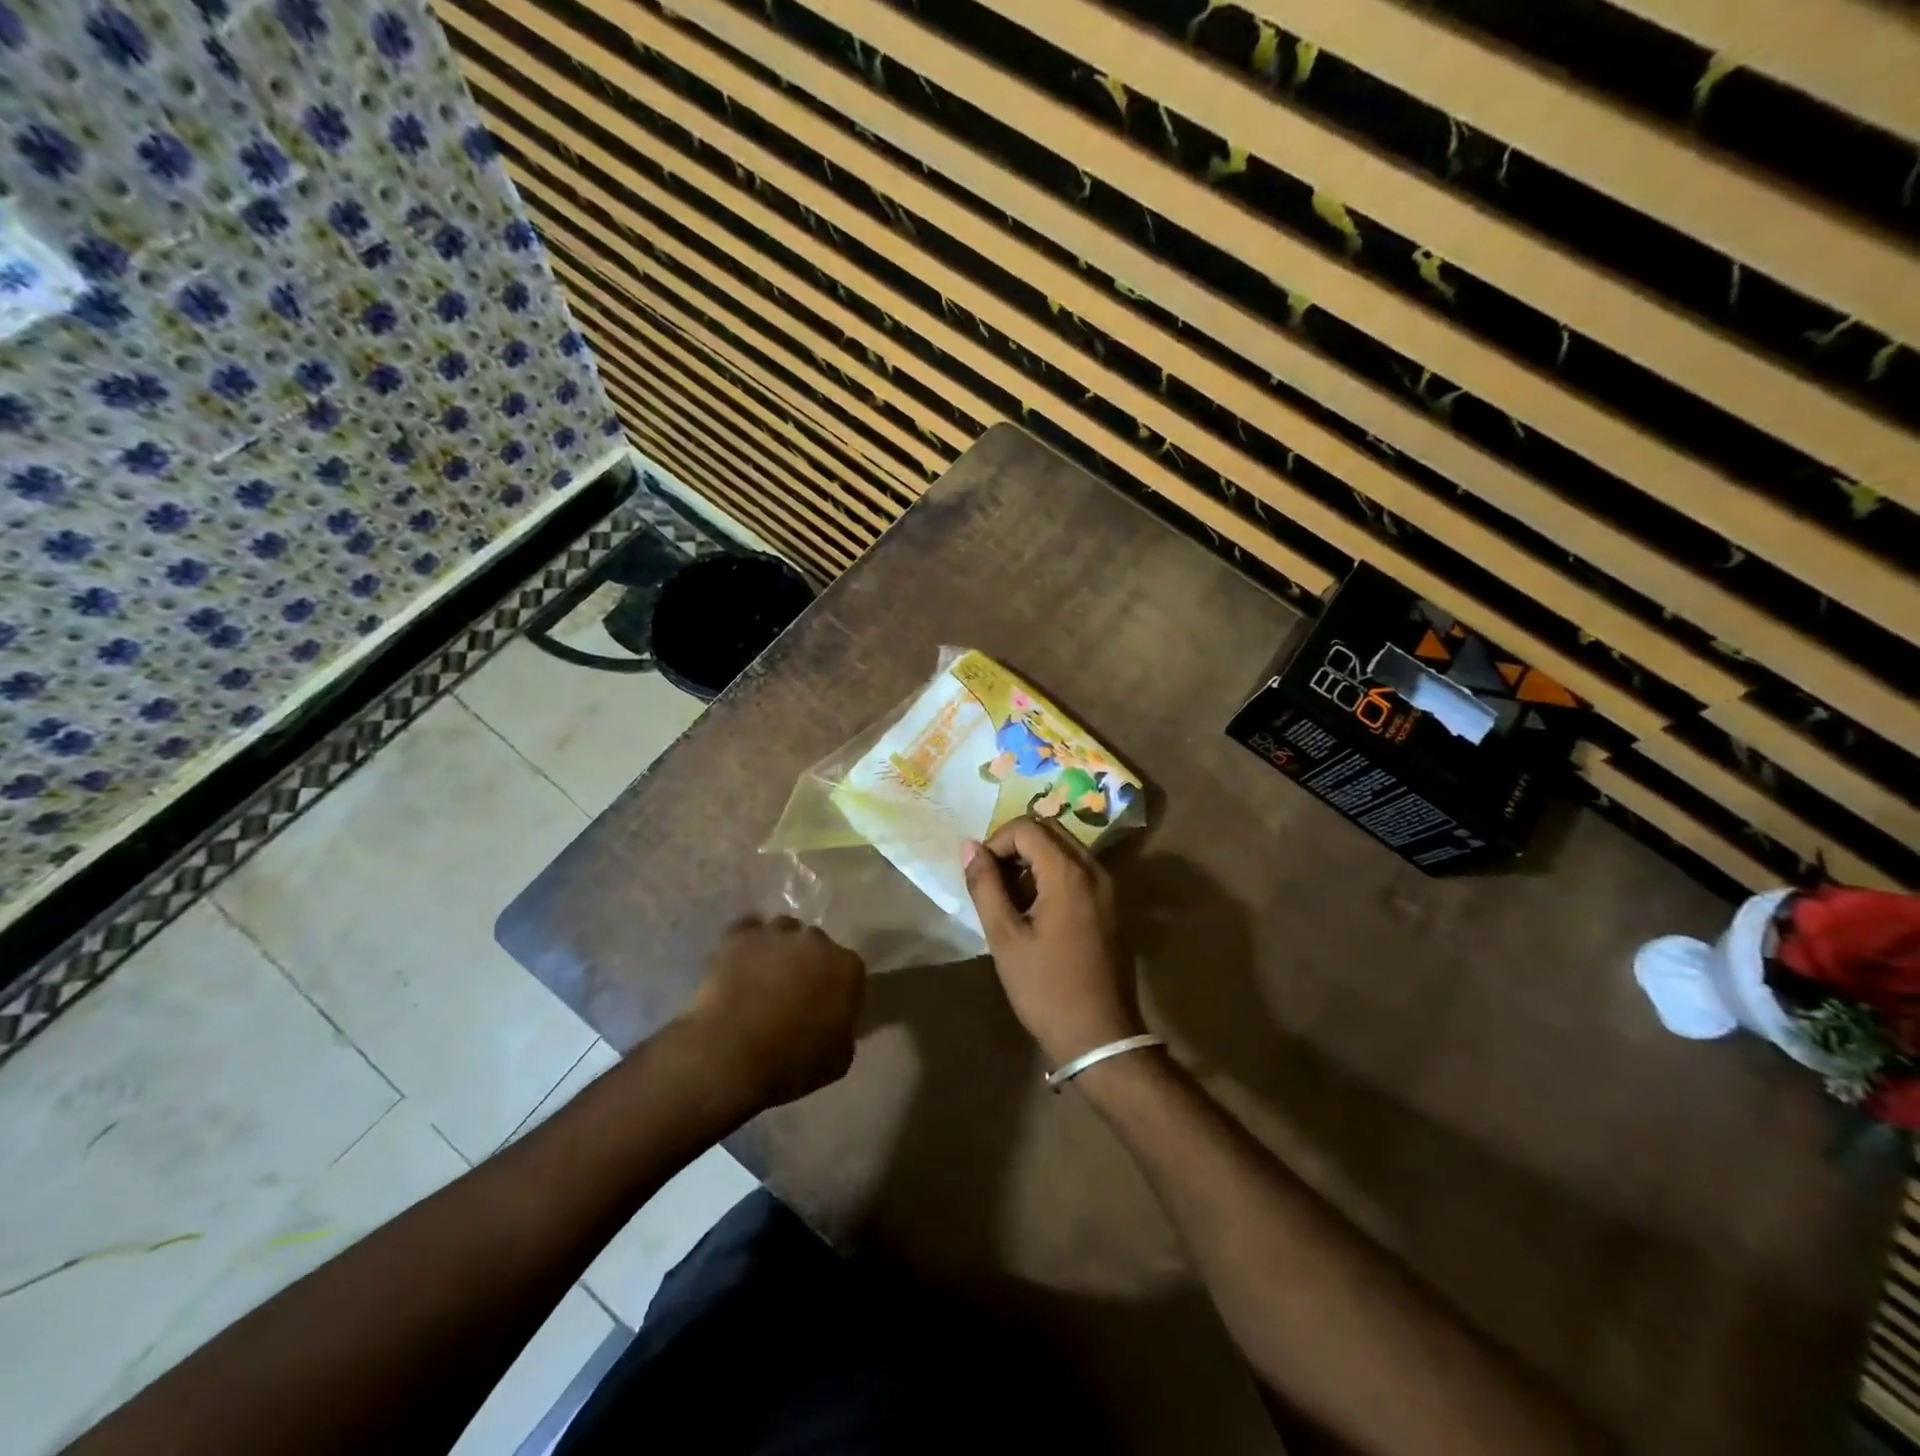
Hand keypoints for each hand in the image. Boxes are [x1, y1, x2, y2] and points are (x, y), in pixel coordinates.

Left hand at [682, 916, 864, 1110]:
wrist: (731, 1056)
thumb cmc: (792, 1064)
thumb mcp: (838, 1059)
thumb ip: (843, 1030)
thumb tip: (835, 1021)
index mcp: (847, 968)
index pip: (849, 969)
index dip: (836, 988)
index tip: (824, 1005)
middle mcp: (816, 941)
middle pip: (816, 944)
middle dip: (807, 963)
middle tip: (792, 992)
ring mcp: (776, 934)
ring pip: (783, 930)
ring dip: (778, 949)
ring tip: (762, 976)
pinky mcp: (740, 936)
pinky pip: (748, 929)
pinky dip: (747, 941)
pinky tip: (740, 960)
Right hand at [962, 816, 1141, 1065]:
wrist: (1100, 1036)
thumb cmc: (1046, 988)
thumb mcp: (1005, 937)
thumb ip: (985, 885)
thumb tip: (970, 847)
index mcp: (1069, 874)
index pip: (1026, 828)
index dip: (996, 842)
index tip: (981, 875)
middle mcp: (1094, 870)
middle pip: (1049, 831)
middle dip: (1015, 848)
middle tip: (993, 883)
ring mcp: (1108, 887)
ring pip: (1064, 850)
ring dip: (1033, 862)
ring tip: (1010, 901)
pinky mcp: (1111, 905)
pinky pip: (1078, 871)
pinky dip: (1052, 876)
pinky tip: (1035, 912)